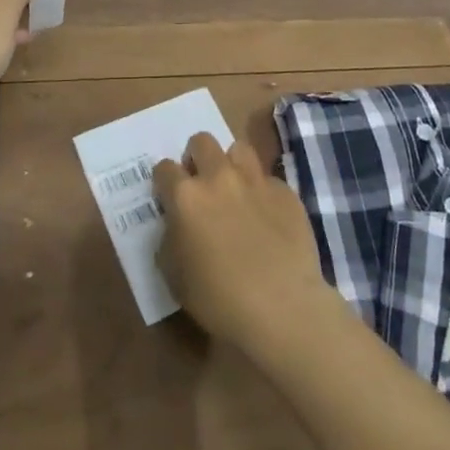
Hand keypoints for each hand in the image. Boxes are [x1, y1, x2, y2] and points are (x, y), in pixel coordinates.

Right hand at [153, 133, 336, 356]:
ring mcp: (255, 180)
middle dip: (197, 157)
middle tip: (202, 184)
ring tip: (235, 188)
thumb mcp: (174, 277)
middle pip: (201, 141)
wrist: (282, 308)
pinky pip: (269, 180)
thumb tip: (177, 226)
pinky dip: (263, 192)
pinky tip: (267, 217)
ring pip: (239, 148)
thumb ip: (170, 240)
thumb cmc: (219, 300)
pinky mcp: (285, 192)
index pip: (164, 168)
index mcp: (186, 197)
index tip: (169, 196)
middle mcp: (218, 177)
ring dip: (232, 164)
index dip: (164, 181)